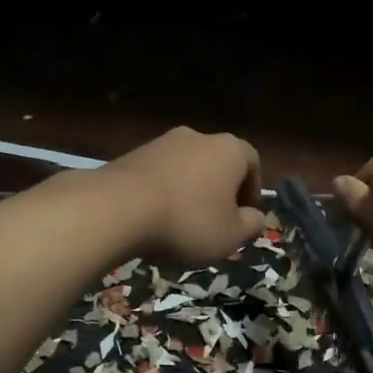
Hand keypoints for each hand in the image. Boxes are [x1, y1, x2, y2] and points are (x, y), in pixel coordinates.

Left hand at [103, 127, 265, 264]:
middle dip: (220, 191)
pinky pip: (159, 175)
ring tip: (182, 224)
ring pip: (186, 168)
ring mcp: (161, 142)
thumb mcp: (231, 236)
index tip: (246, 216)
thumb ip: (251, 225)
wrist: (117, 209)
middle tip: (216, 222)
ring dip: (190, 192)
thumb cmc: (187, 222)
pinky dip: (163, 193)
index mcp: (229, 149)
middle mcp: (197, 136)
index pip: (252, 162)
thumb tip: (255, 217)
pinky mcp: (132, 155)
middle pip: (217, 163)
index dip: (253, 190)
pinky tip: (155, 219)